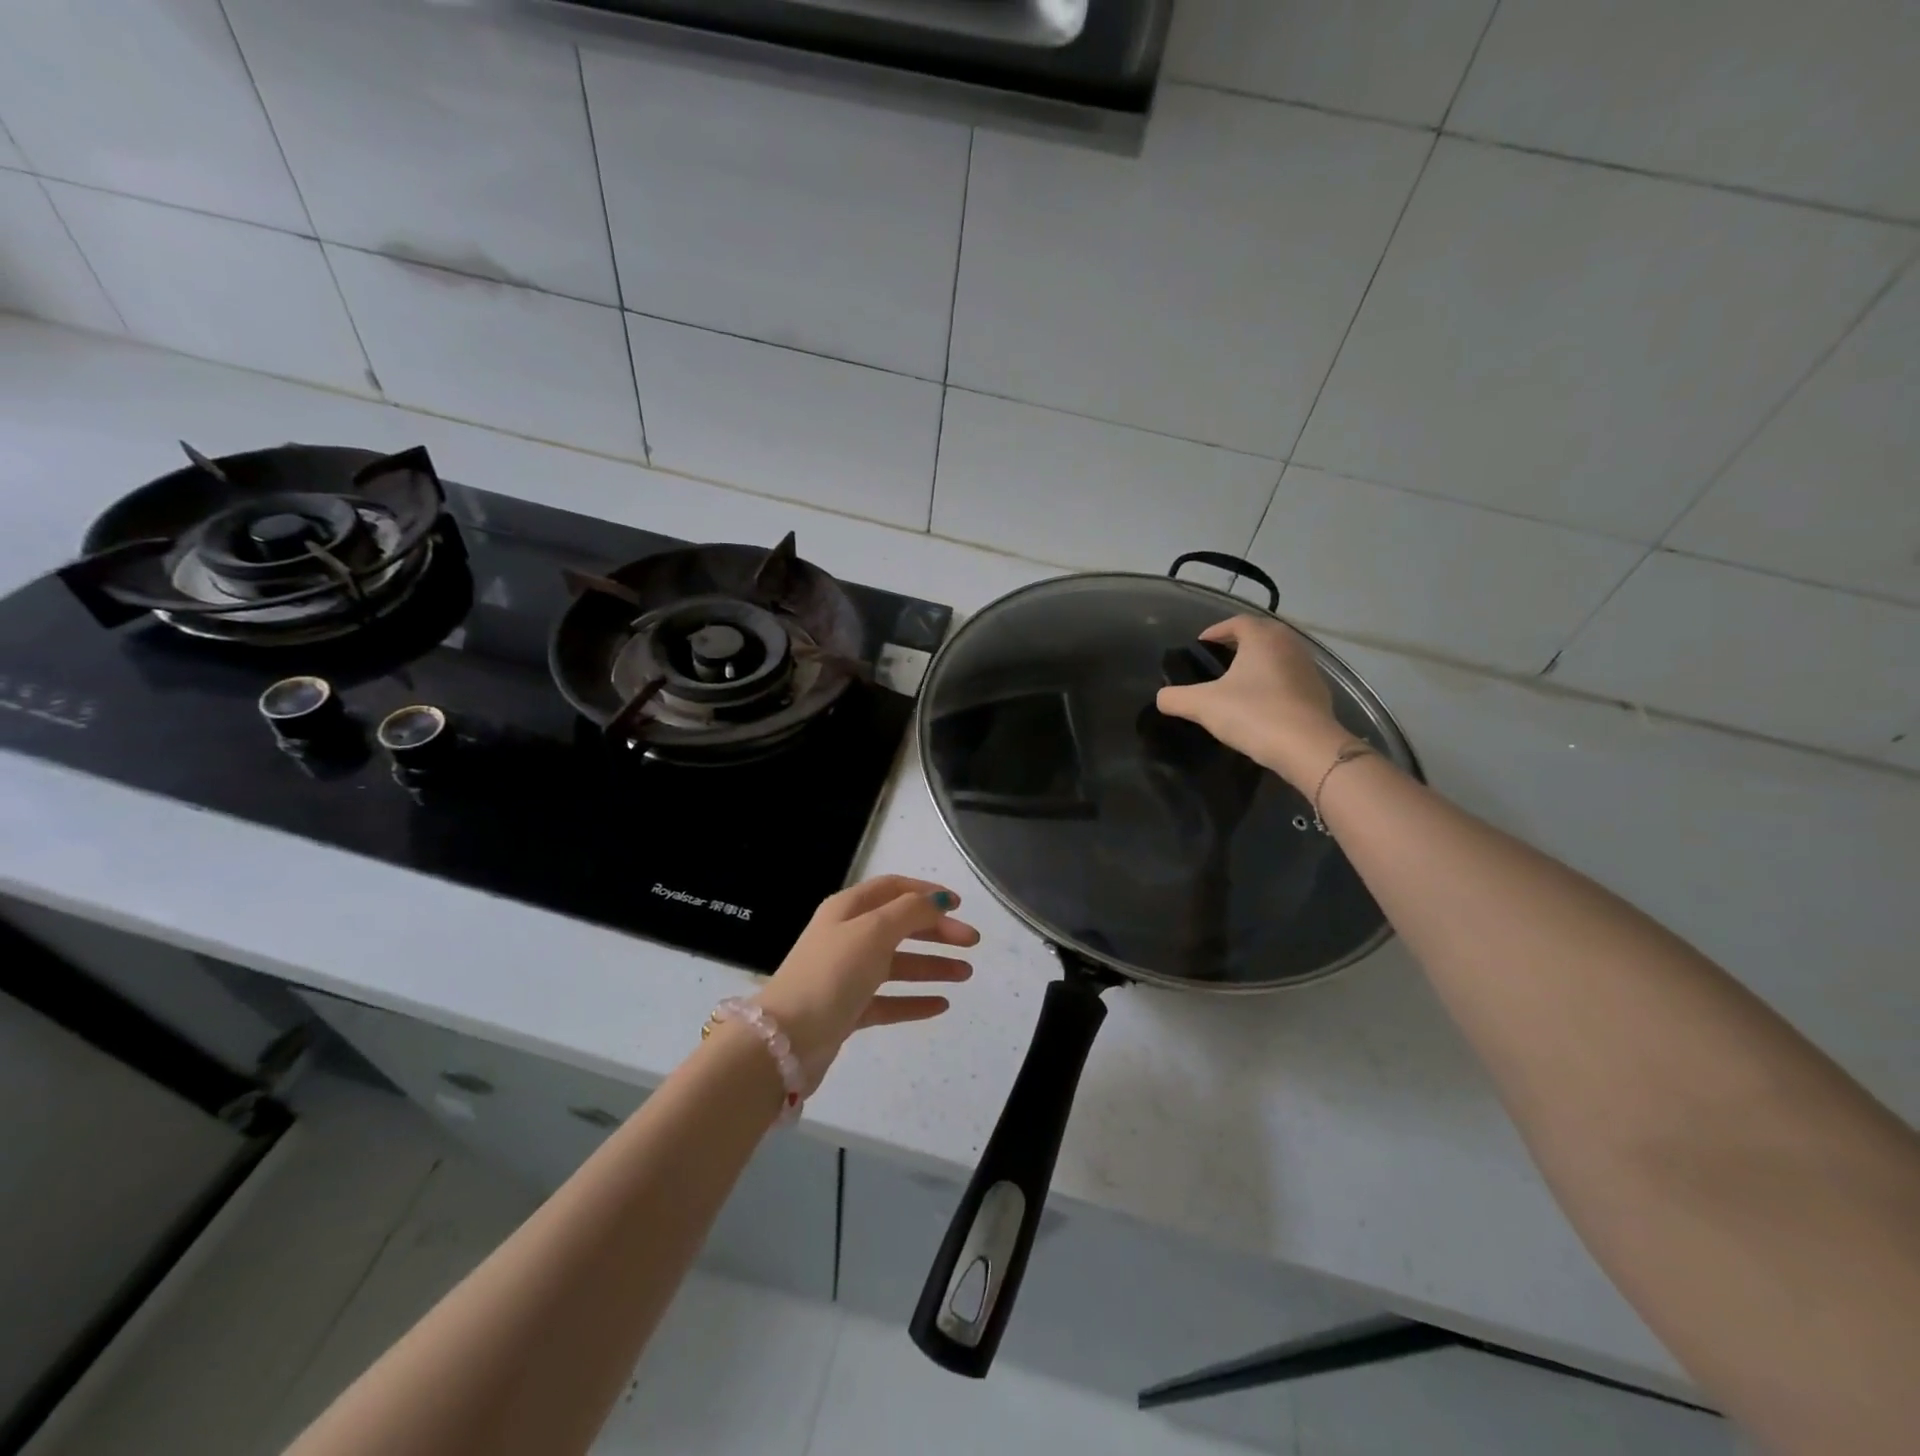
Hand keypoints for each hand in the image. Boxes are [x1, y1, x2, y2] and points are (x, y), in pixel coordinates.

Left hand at [754, 875, 978, 1092]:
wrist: (787, 1039)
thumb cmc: (832, 973)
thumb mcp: (874, 931)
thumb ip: (910, 911)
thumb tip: (937, 899)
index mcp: (847, 909)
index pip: (893, 889)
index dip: (926, 892)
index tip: (959, 905)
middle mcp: (846, 937)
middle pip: (899, 926)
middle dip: (937, 932)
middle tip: (972, 943)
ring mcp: (847, 975)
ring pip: (897, 964)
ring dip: (931, 966)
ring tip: (966, 974)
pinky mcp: (848, 1010)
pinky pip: (889, 1000)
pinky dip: (914, 1000)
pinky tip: (941, 1005)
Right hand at [1155, 616, 1356, 790]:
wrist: (1307, 747)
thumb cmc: (1253, 714)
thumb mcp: (1202, 706)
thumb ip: (1175, 698)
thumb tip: (1162, 698)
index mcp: (1262, 638)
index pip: (1237, 622)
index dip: (1216, 631)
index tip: (1201, 646)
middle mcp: (1289, 644)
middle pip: (1262, 634)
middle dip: (1239, 643)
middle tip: (1219, 659)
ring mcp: (1309, 668)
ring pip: (1279, 655)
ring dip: (1259, 663)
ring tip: (1239, 682)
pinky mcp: (1319, 692)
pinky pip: (1291, 678)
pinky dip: (1275, 683)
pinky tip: (1262, 704)